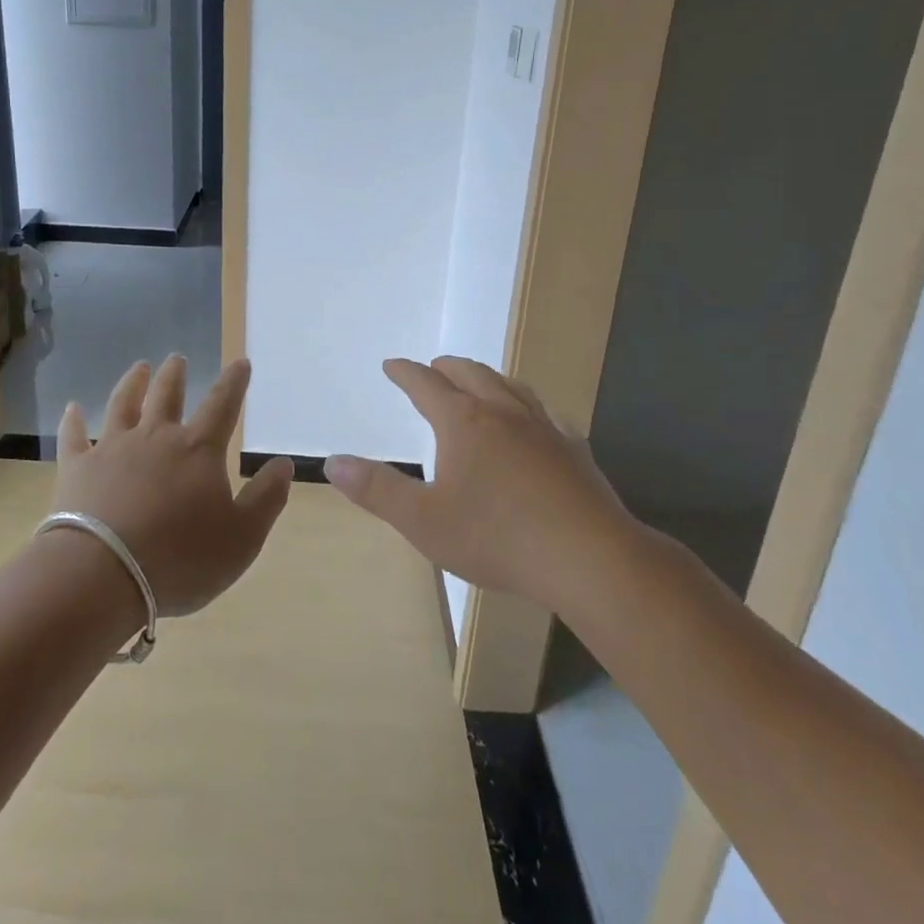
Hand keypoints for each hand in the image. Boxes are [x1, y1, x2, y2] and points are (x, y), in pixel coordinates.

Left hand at [50, 356, 292, 617]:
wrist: (103, 573)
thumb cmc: (181, 558)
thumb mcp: (242, 537)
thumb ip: (266, 498)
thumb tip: (284, 463)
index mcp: (198, 450)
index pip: (222, 405)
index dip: (234, 382)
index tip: (240, 362)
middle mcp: (155, 437)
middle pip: (167, 395)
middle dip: (176, 374)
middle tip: (178, 358)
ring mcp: (112, 448)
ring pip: (123, 404)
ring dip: (133, 383)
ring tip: (139, 367)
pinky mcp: (77, 468)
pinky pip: (74, 436)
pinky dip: (73, 420)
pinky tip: (71, 408)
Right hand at [325, 356, 637, 608]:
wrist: (590, 559)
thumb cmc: (498, 538)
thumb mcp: (423, 521)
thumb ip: (377, 489)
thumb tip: (332, 462)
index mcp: (464, 422)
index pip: (426, 385)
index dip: (406, 373)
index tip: (393, 364)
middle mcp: (503, 413)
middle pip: (471, 375)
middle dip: (447, 368)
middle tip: (433, 368)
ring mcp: (544, 429)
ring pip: (512, 388)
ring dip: (489, 379)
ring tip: (480, 383)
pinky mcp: (574, 452)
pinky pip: (548, 417)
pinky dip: (530, 410)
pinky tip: (538, 425)